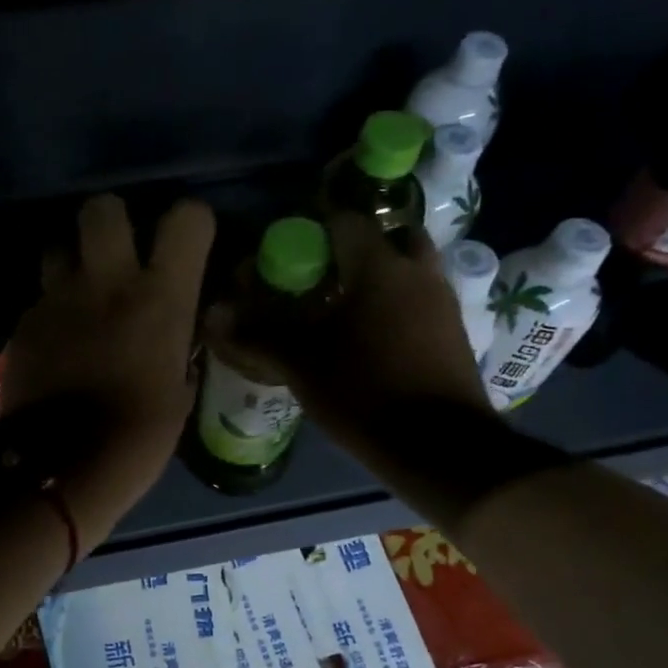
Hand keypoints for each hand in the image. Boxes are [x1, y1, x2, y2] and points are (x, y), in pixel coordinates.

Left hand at [4, 194, 215, 547]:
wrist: (64, 469)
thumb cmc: (139, 438)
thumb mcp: (179, 391)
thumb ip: (178, 345)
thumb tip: (177, 333)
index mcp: (161, 298)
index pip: (186, 219)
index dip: (189, 224)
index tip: (186, 245)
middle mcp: (107, 282)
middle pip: (102, 207)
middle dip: (112, 221)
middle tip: (118, 253)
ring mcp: (57, 299)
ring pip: (58, 245)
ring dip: (72, 262)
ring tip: (81, 296)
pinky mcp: (23, 324)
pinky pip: (39, 298)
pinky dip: (50, 310)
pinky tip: (56, 342)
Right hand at [207, 212, 490, 435]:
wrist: (440, 447)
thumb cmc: (364, 393)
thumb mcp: (301, 365)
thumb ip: (257, 334)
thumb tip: (214, 314)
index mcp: (379, 266)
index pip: (343, 220)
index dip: (312, 229)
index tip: (288, 252)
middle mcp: (416, 272)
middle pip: (386, 238)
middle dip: (353, 250)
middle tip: (321, 276)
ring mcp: (442, 301)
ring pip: (408, 269)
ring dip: (378, 277)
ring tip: (343, 308)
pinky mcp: (453, 332)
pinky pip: (419, 299)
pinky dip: (395, 304)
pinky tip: (370, 337)